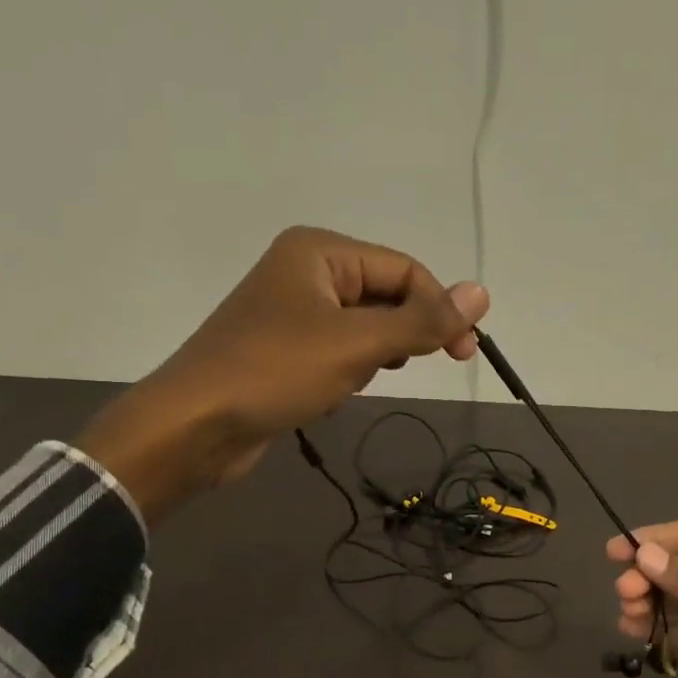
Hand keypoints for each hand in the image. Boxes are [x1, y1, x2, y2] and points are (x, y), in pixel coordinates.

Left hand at [77, 226, 488, 521]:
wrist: (194, 426)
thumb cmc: (276, 372)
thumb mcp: (358, 345)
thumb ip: (422, 321)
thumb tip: (483, 293)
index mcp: (320, 251)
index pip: (404, 271)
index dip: (440, 309)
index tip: (465, 355)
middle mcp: (306, 271)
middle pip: (385, 296)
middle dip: (402, 335)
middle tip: (408, 368)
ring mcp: (292, 312)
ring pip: (365, 328)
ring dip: (374, 357)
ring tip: (354, 380)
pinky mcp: (285, 350)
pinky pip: (339, 351)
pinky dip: (348, 372)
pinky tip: (332, 395)